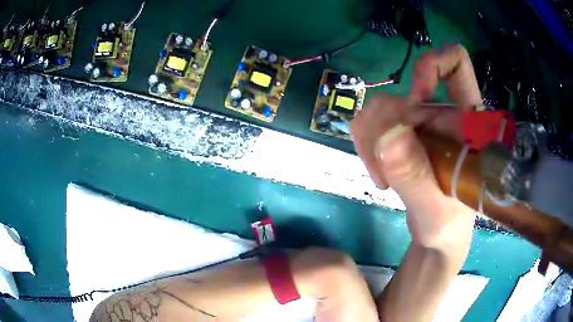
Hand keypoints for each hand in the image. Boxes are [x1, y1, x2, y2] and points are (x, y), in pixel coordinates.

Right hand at [350, 44, 480, 252]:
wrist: (436, 235)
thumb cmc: (448, 224)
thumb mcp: (434, 207)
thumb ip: (414, 175)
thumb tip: (387, 135)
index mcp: (466, 120)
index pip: (457, 65)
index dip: (433, 66)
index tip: (415, 99)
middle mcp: (441, 112)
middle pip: (400, 94)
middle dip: (383, 130)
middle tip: (385, 171)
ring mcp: (418, 123)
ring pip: (378, 108)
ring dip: (371, 142)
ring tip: (383, 178)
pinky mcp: (400, 134)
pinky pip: (369, 122)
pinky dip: (365, 145)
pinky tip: (379, 171)